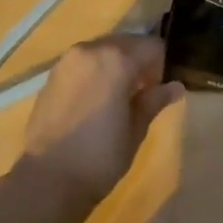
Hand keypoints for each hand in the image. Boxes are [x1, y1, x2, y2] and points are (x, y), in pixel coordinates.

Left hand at [19, 35, 182, 211]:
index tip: (160, 90)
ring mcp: (67, 60)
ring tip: (118, 98)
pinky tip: (95, 101)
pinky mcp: (52, 74)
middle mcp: (91, 49)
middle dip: (138, 62)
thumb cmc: (100, 156)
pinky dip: (95, 71)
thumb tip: (175, 86)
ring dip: (116, 65)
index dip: (162, 66)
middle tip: (142, 94)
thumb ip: (154, 101)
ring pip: (103, 51)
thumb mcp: (135, 129)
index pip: (152, 47)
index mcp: (117, 59)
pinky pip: (83, 62)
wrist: (47, 179)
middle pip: (126, 43)